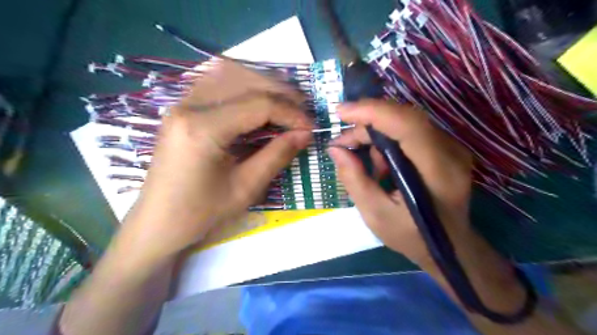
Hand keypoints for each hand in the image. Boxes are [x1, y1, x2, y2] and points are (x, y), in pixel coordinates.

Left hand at [125, 60, 313, 258]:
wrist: (158, 224)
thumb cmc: (200, 213)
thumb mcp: (246, 188)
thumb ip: (277, 155)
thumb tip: (305, 133)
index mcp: (203, 128)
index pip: (258, 104)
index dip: (290, 113)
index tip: (310, 127)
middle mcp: (188, 105)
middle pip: (244, 79)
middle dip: (280, 92)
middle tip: (302, 110)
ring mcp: (181, 103)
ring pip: (229, 73)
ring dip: (262, 83)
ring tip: (285, 102)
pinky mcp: (182, 109)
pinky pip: (217, 83)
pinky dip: (243, 85)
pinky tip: (258, 99)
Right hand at [329, 99, 473, 264]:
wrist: (450, 246)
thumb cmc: (412, 235)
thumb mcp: (375, 214)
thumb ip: (354, 180)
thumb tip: (336, 149)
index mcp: (437, 171)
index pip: (407, 125)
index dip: (373, 112)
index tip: (341, 112)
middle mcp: (450, 151)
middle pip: (403, 119)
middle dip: (366, 125)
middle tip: (342, 144)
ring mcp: (451, 147)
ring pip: (404, 123)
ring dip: (375, 134)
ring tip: (360, 159)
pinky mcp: (445, 148)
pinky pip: (409, 132)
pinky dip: (387, 141)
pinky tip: (380, 163)